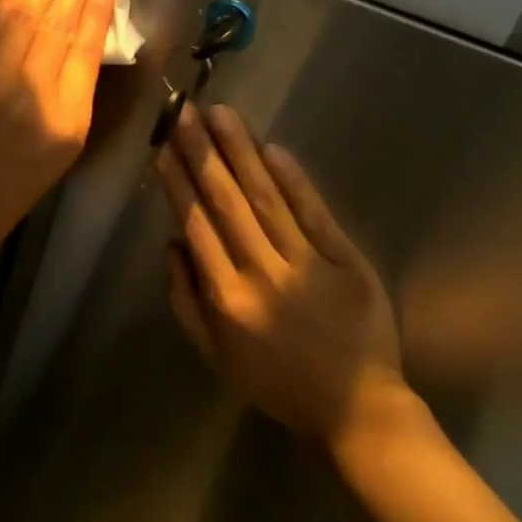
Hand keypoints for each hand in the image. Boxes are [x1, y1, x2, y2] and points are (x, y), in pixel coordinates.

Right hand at [155, 103, 407, 447]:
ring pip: (266, 199)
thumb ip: (185, 300)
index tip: (164, 146)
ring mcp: (307, 265)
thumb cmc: (277, 382)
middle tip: (186, 112)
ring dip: (241, 153)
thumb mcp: (216, 355)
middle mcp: (262, 275)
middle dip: (203, 153)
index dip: (179, 183)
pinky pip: (314, 213)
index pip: (196, 226)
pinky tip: (272, 148)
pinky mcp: (346, 261)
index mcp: (227, 299)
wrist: (356, 409)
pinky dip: (293, 180)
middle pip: (227, 203)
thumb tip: (170, 242)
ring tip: (222, 114)